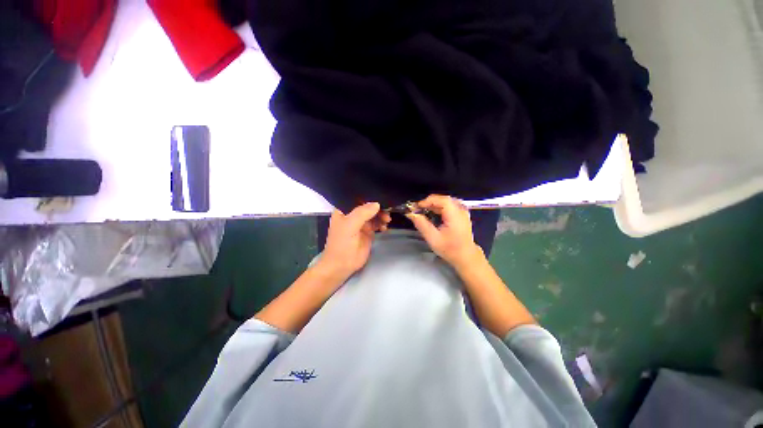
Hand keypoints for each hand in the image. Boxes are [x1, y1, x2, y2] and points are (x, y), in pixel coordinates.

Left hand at [318, 202, 390, 280]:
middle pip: (368, 205)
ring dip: (381, 215)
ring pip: (374, 214)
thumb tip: (377, 204)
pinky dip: (382, 223)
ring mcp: (361, 223)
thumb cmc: (342, 243)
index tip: (381, 195)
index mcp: (344, 209)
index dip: (368, 196)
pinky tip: (384, 227)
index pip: (357, 198)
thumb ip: (362, 213)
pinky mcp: (368, 232)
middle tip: (386, 212)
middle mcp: (353, 214)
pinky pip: (377, 223)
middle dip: (378, 207)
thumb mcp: (350, 225)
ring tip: (387, 220)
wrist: (342, 265)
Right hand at [406, 194, 482, 268]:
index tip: (416, 207)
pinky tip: (433, 215)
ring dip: (433, 205)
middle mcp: (460, 210)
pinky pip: (449, 206)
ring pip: (445, 202)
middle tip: (418, 210)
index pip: (441, 200)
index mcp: (455, 214)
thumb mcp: (433, 238)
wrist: (466, 257)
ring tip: (424, 212)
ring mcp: (463, 211)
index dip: (427, 201)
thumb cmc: (450, 249)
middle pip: (442, 199)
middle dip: (429, 203)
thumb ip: (421, 224)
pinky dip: (439, 208)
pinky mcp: (462, 214)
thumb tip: (411, 214)